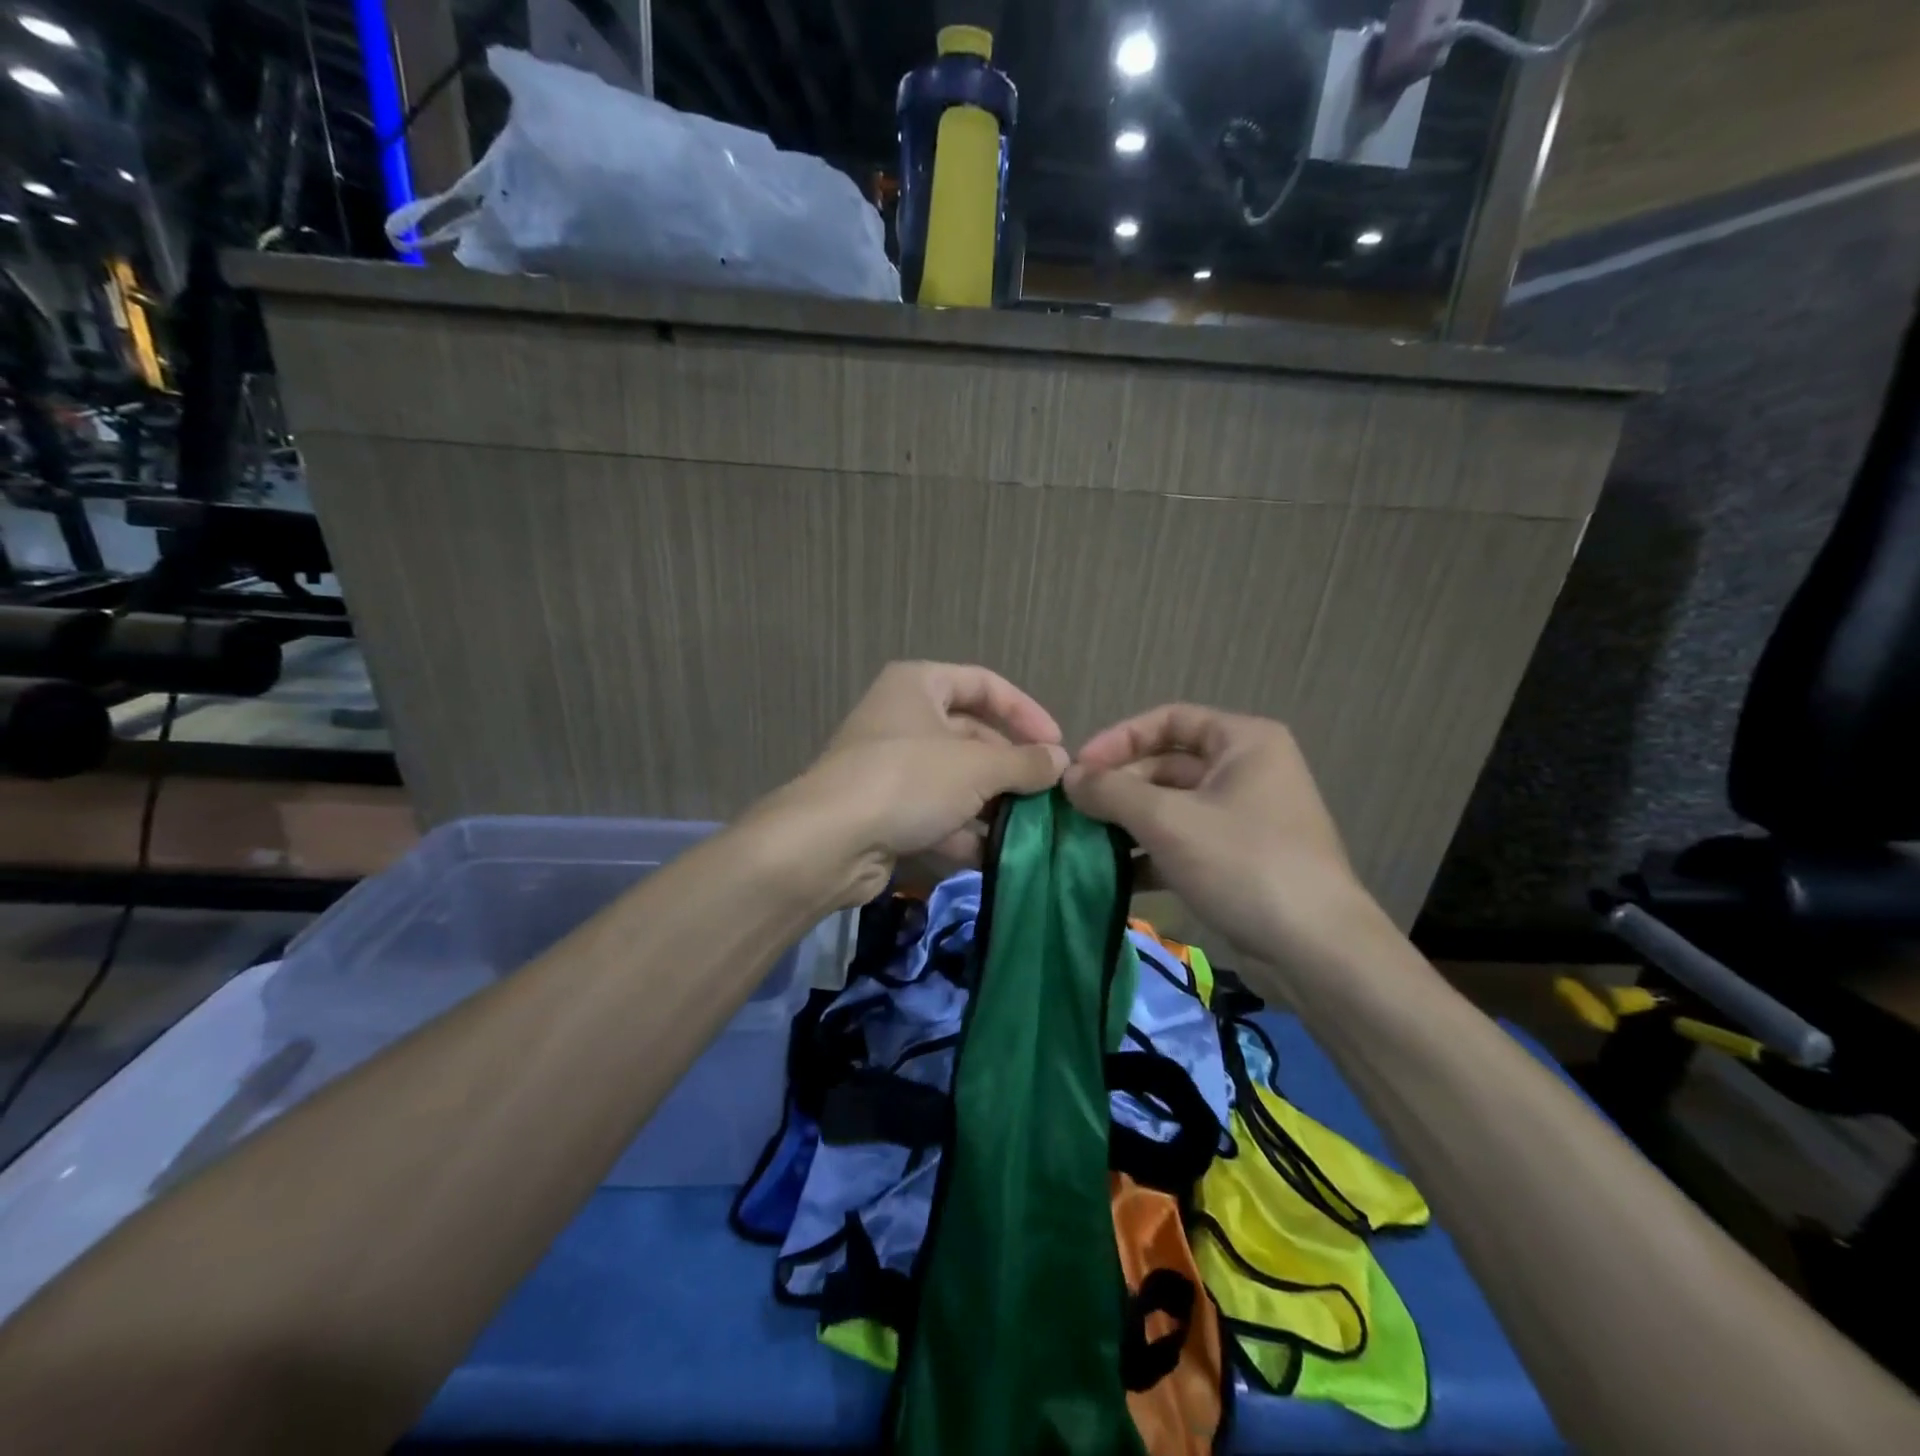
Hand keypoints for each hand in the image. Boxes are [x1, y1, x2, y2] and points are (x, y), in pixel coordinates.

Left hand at [752, 662, 1069, 906]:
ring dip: (990, 804)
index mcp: (919, 685)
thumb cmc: (908, 780)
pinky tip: (993, 856)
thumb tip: (1059, 761)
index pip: (984, 684)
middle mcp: (902, 718)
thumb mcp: (977, 767)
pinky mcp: (884, 809)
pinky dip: (962, 832)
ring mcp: (890, 766)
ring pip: (955, 779)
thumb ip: (1024, 762)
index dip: (1025, 711)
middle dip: (1009, 767)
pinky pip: (934, 813)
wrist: (829, 841)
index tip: (1056, 745)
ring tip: (1029, 830)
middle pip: (971, 735)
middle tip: (1046, 795)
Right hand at [1063, 705, 1380, 963]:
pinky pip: (1184, 844)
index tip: (1080, 769)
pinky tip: (1115, 877)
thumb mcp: (1168, 821)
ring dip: (1128, 824)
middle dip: (1120, 788)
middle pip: (1167, 766)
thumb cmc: (1243, 863)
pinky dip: (1151, 855)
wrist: (1317, 952)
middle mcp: (1247, 771)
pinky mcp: (1238, 861)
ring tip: (1085, 844)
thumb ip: (1111, 791)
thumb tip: (1068, 776)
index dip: (1119, 739)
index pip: (1169, 720)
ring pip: (1172, 808)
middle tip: (1075, 812)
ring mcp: (1244, 819)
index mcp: (1243, 742)